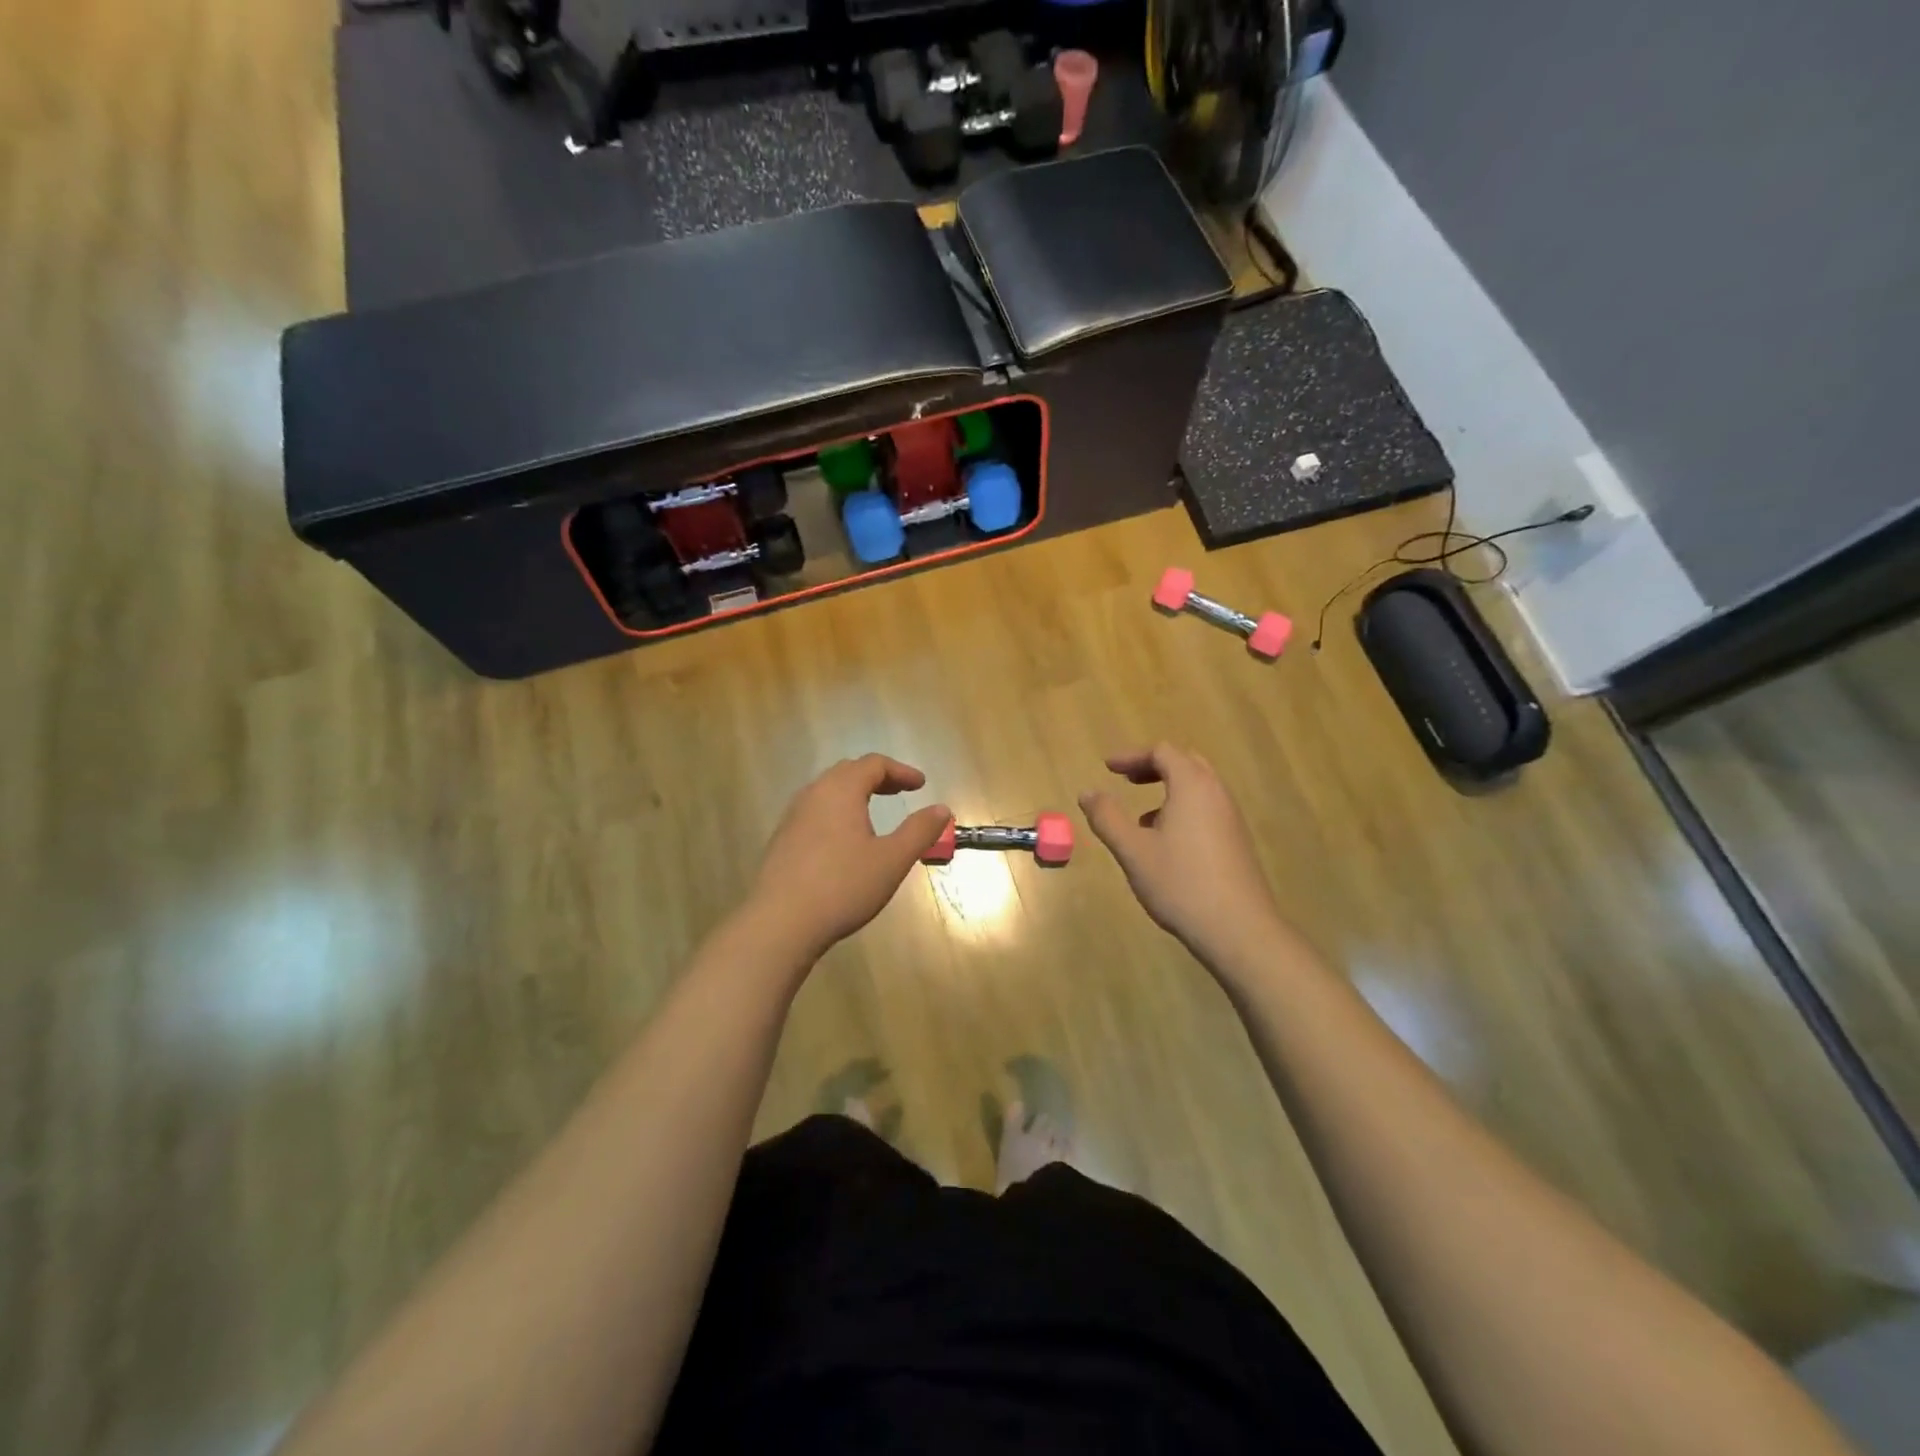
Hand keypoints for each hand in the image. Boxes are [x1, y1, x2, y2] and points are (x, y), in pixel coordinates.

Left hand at [747, 754, 950, 960]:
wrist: (780, 923)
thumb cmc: (843, 886)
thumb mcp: (892, 860)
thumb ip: (919, 831)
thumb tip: (942, 809)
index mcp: (840, 790)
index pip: (873, 764)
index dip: (901, 771)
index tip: (920, 785)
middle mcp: (813, 794)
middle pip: (848, 772)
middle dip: (877, 777)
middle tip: (899, 791)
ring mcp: (793, 817)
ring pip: (827, 791)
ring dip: (855, 794)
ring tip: (873, 812)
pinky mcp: (782, 840)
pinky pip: (814, 812)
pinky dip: (837, 812)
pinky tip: (844, 840)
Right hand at [1080, 744, 1284, 967]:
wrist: (1238, 929)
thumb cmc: (1180, 883)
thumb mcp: (1133, 850)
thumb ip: (1107, 817)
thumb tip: (1087, 792)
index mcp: (1192, 786)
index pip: (1162, 752)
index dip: (1132, 756)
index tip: (1108, 768)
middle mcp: (1216, 794)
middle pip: (1185, 763)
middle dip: (1153, 766)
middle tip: (1127, 780)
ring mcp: (1231, 818)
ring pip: (1199, 788)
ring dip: (1169, 789)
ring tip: (1141, 818)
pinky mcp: (1237, 841)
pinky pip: (1207, 809)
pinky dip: (1183, 809)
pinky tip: (1166, 844)